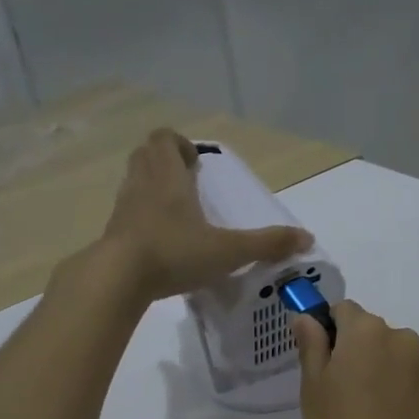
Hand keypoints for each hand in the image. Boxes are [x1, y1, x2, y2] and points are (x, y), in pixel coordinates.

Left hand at [98, 129, 309, 302]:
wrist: (118, 279)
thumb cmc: (174, 252)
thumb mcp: (228, 250)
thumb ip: (266, 244)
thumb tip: (307, 238)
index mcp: (167, 176)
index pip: (163, 138)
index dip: (178, 144)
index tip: (196, 162)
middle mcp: (141, 184)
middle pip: (145, 155)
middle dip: (165, 163)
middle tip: (188, 184)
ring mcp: (122, 208)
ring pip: (134, 183)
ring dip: (152, 189)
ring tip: (177, 214)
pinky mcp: (112, 233)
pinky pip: (127, 213)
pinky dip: (141, 218)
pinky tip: (160, 242)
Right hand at [294, 301, 418, 418]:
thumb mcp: (312, 391)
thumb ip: (312, 346)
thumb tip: (307, 317)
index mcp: (368, 333)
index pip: (344, 311)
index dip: (329, 333)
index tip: (320, 365)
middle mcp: (405, 341)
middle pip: (374, 334)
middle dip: (357, 353)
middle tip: (340, 395)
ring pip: (397, 359)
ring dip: (383, 373)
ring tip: (369, 415)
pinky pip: (416, 384)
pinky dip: (403, 395)